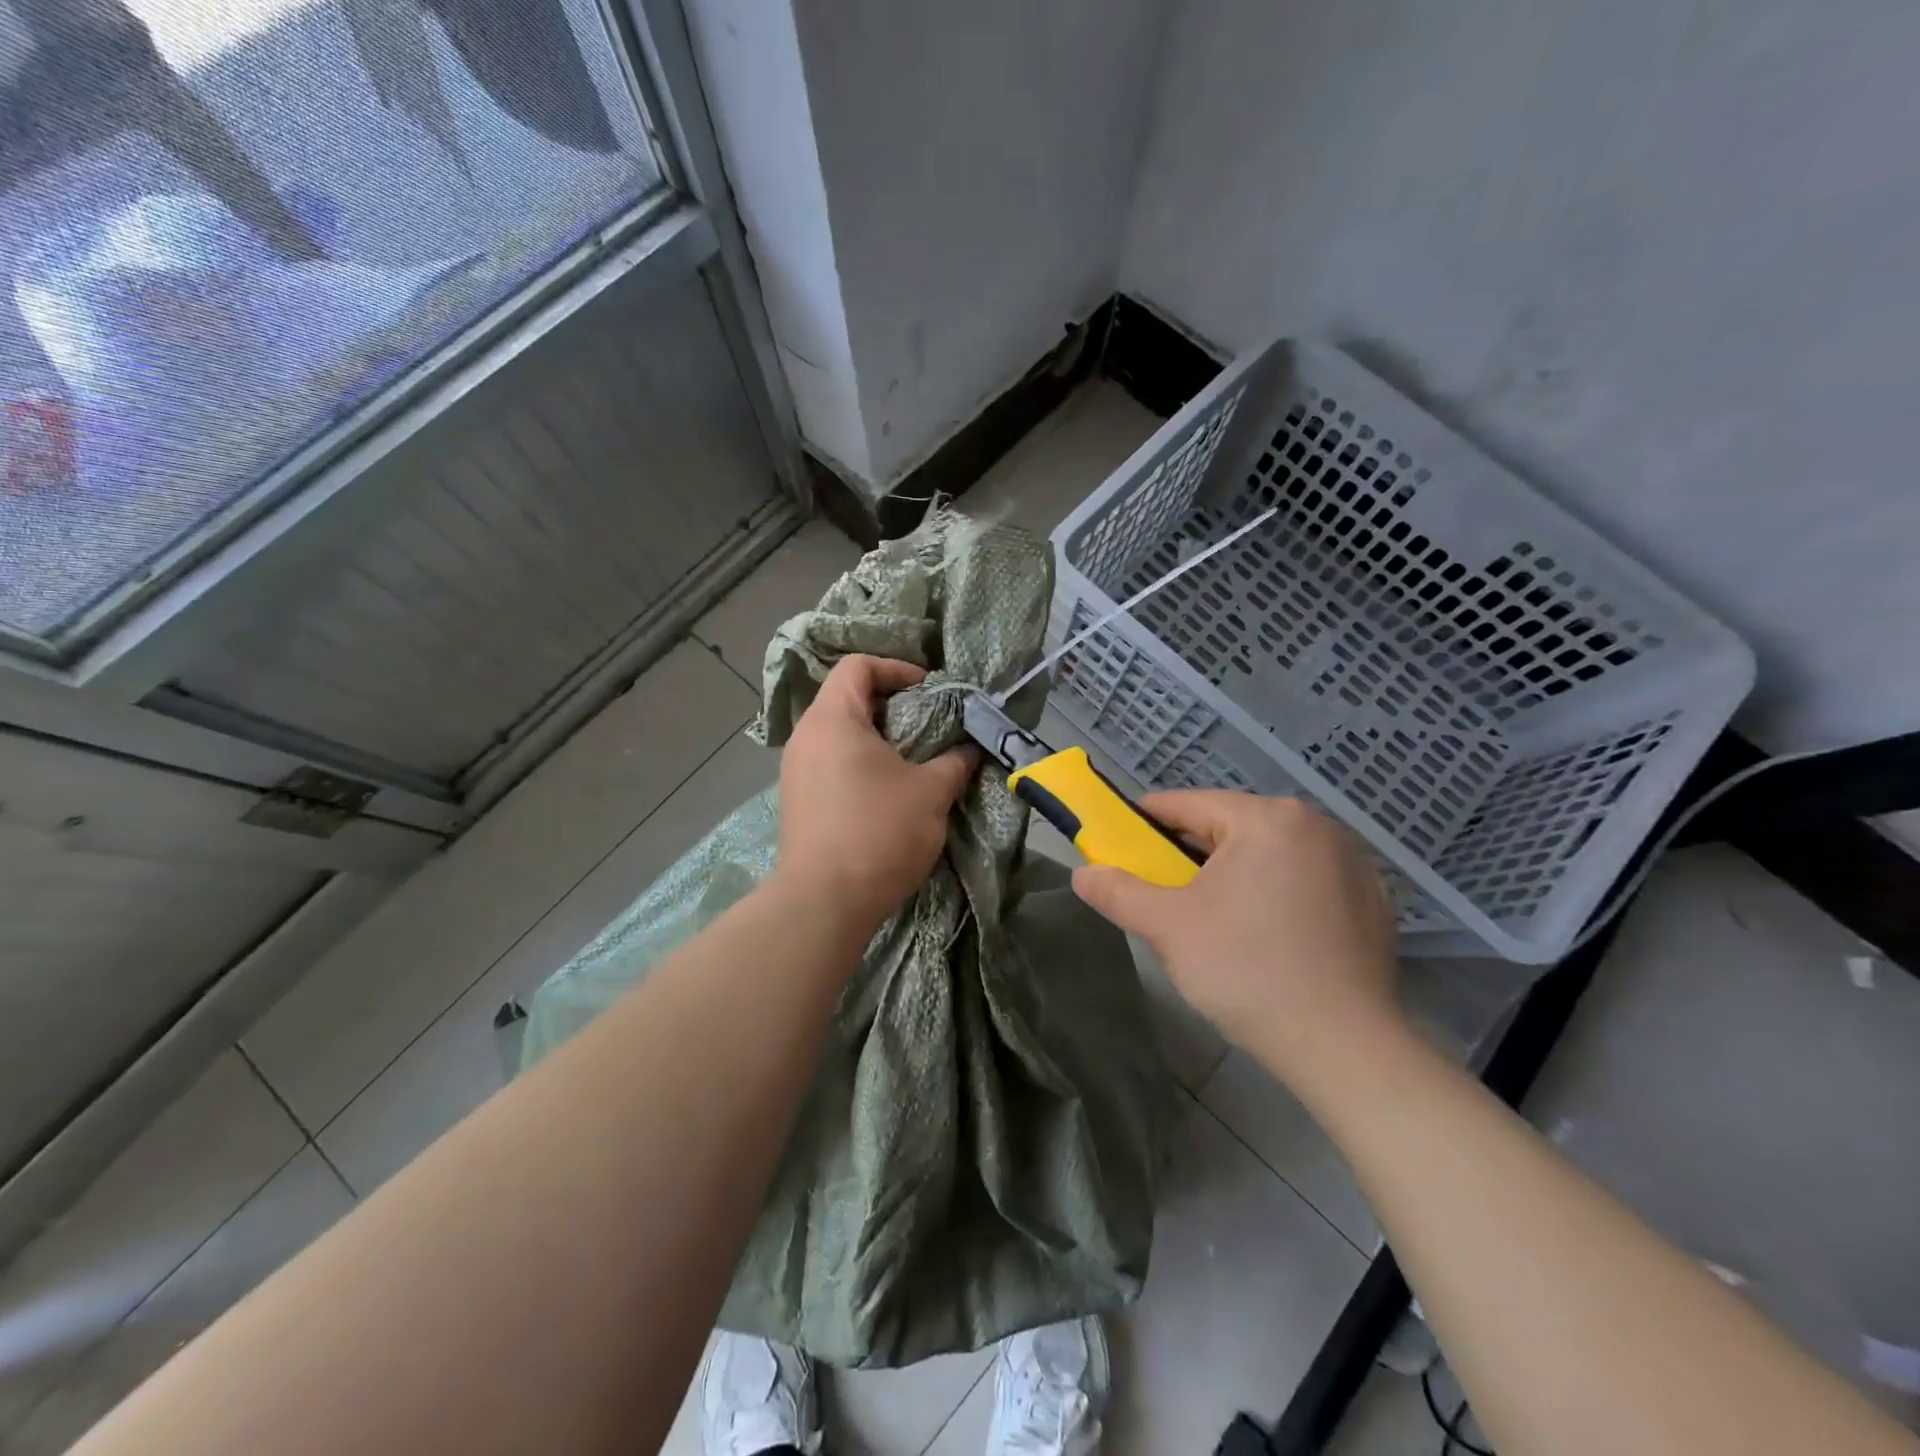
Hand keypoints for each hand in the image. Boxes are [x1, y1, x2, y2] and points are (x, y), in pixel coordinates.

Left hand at [773, 655, 975, 934]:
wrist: (825, 901)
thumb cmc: (879, 831)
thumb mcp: (930, 792)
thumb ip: (954, 762)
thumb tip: (969, 750)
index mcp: (833, 718)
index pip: (857, 665)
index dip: (896, 667)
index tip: (928, 690)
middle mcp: (806, 736)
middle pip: (847, 699)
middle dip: (892, 706)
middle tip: (928, 727)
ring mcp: (796, 770)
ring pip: (839, 735)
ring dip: (877, 739)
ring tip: (912, 761)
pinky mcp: (798, 800)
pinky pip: (830, 764)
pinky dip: (859, 764)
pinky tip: (886, 792)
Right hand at [1072, 791, 1400, 1085]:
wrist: (1345, 1049)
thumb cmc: (1247, 972)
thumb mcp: (1168, 927)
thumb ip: (1119, 892)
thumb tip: (1081, 874)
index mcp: (1266, 819)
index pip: (1187, 804)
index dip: (1145, 823)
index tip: (1119, 845)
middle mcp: (1315, 826)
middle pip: (1230, 827)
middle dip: (1190, 854)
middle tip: (1163, 892)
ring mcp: (1352, 863)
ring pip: (1268, 854)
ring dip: (1234, 874)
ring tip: (1212, 919)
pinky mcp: (1373, 901)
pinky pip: (1305, 881)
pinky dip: (1276, 895)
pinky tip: (1267, 937)